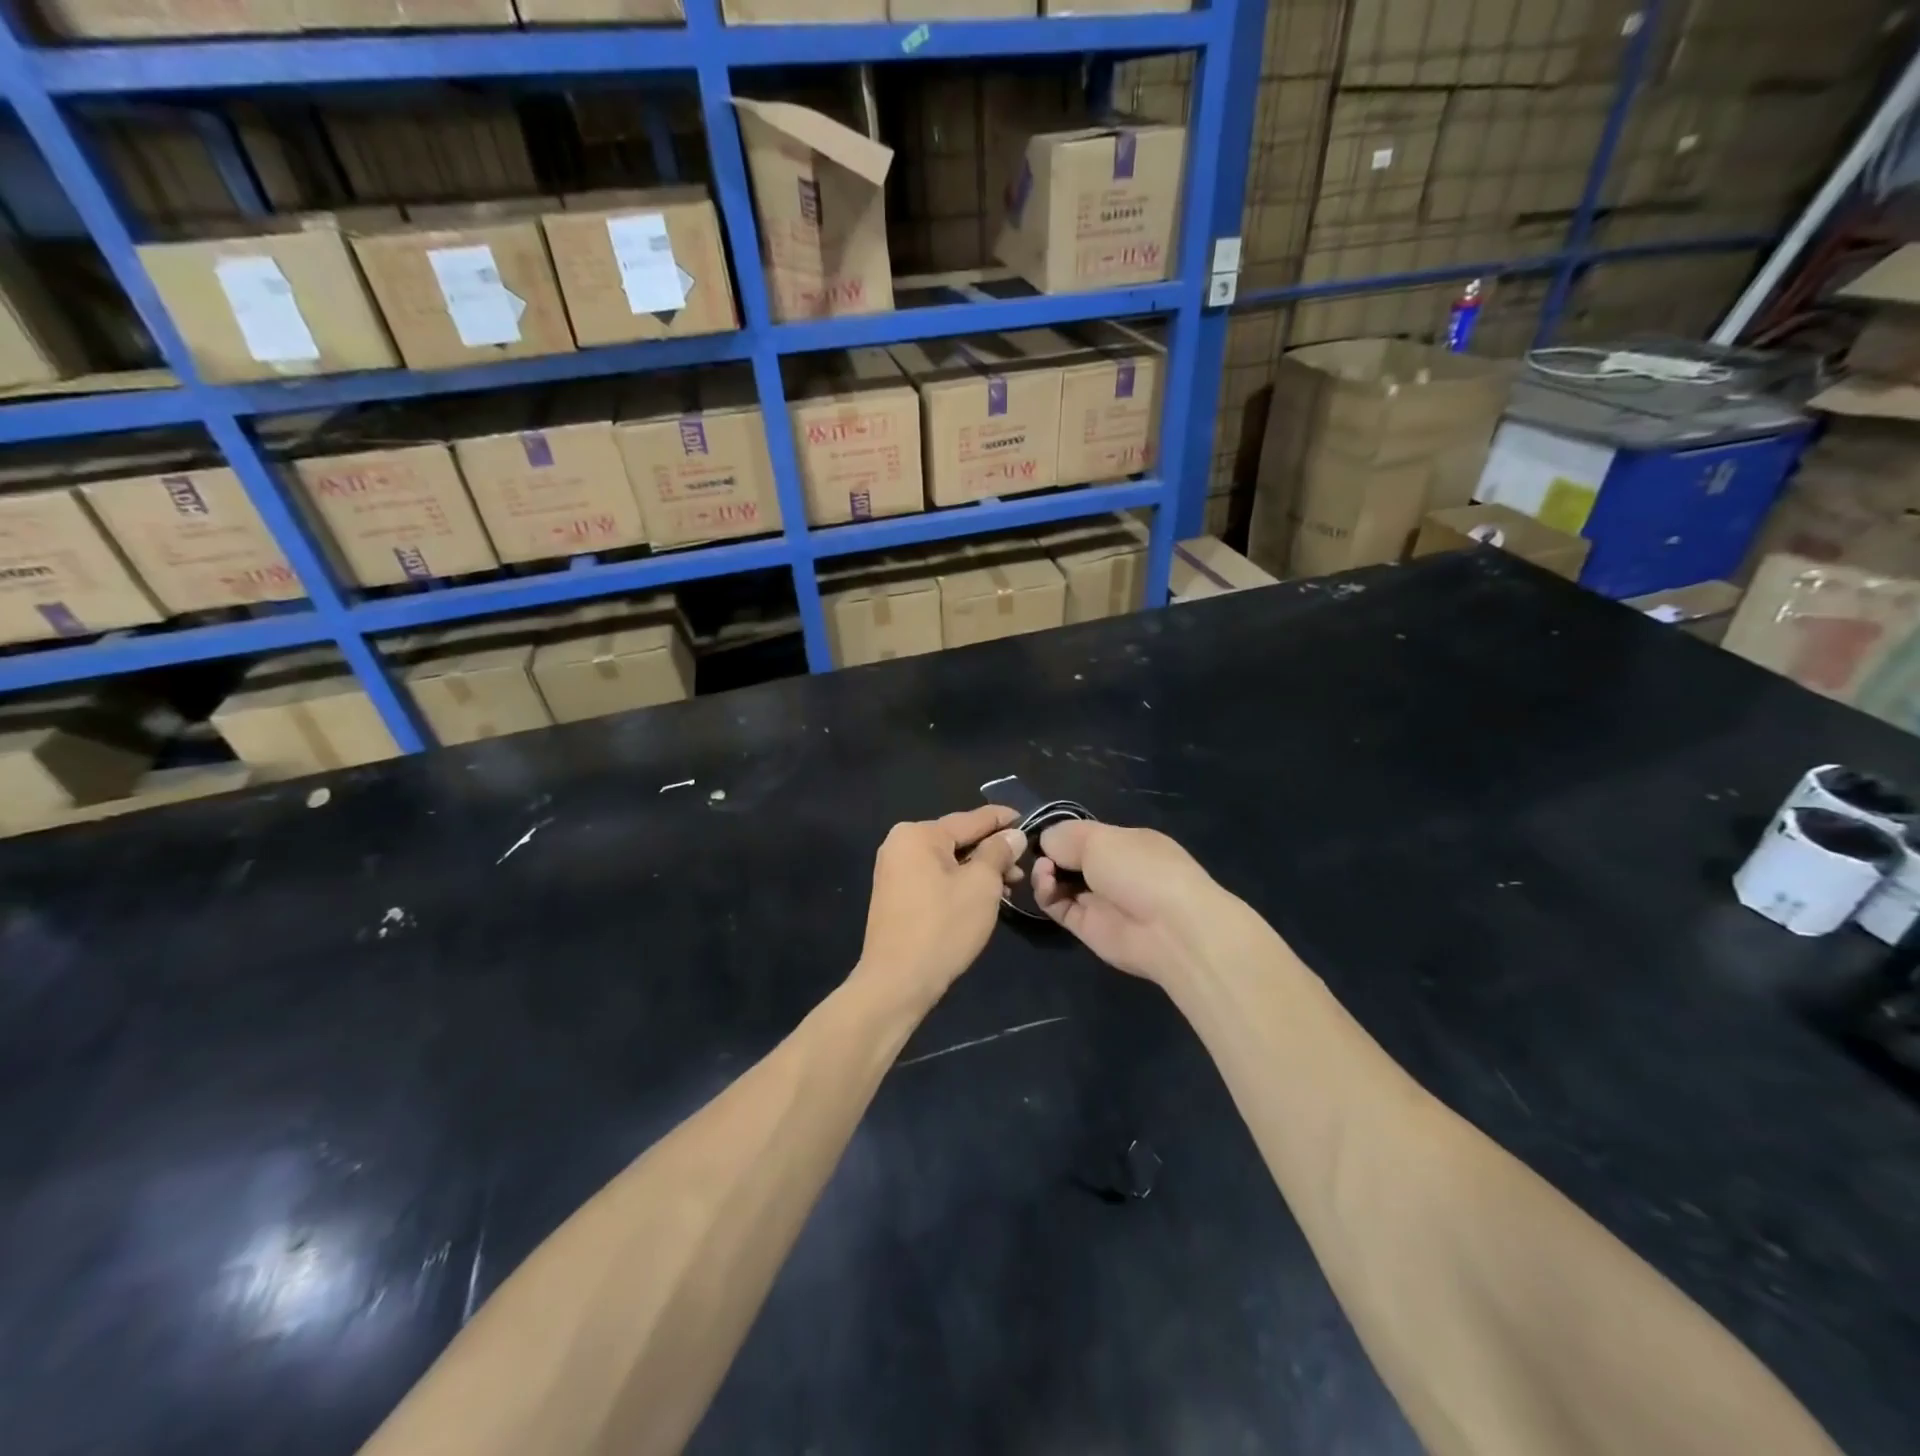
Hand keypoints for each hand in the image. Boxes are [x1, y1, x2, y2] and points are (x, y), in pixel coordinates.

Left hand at [855, 805, 1026, 1008]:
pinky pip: (936, 878)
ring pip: (949, 861)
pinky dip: (960, 883)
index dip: (1003, 819)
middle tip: (1023, 867)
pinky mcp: (896, 895)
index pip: (971, 819)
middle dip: (993, 852)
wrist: (898, 981)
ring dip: (980, 871)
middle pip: (959, 840)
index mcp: (918, 834)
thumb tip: (1013, 835)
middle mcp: (901, 844)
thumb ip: (998, 852)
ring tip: (1011, 886)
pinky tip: (984, 898)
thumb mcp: (982, 885)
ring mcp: (895, 870)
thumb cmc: (943, 926)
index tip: (1028, 819)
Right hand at [1032, 821, 1237, 987]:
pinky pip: (1058, 907)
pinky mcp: (1088, 928)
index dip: (1063, 834)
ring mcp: (1101, 900)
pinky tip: (1046, 884)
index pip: (1087, 835)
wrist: (1170, 929)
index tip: (1043, 833)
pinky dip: (1046, 895)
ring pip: (1061, 883)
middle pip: (1071, 859)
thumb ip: (1065, 836)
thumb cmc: (1139, 869)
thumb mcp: (1100, 837)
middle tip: (1041, 853)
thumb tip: (1045, 841)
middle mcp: (1114, 871)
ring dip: (1046, 873)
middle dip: (1051, 853)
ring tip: (1045, 870)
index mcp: (1126, 843)